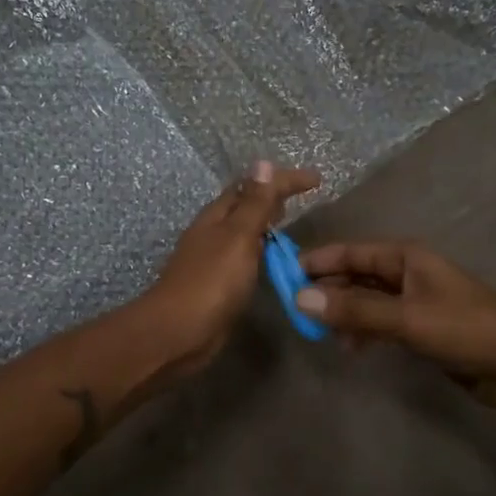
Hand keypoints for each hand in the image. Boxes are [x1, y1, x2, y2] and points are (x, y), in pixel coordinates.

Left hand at [146, 161, 320, 372]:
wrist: (179, 332)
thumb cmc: (211, 281)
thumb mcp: (238, 237)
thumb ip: (253, 204)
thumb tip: (261, 163)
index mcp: (216, 216)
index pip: (252, 187)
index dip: (283, 180)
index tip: (316, 179)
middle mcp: (212, 233)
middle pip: (243, 206)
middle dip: (270, 197)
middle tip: (301, 197)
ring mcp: (212, 260)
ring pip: (242, 232)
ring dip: (264, 224)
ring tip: (289, 224)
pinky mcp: (217, 285)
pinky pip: (243, 258)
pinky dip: (260, 251)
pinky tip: (270, 262)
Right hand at [297, 241, 495, 395]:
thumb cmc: (464, 329)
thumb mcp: (406, 319)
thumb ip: (354, 310)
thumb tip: (300, 299)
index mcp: (406, 257)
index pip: (352, 251)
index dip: (318, 261)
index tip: (285, 274)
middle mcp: (408, 272)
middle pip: (357, 274)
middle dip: (328, 290)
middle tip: (295, 309)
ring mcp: (415, 300)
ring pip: (367, 300)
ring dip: (343, 313)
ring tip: (318, 332)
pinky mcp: (422, 326)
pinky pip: (381, 321)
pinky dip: (363, 330)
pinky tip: (350, 347)